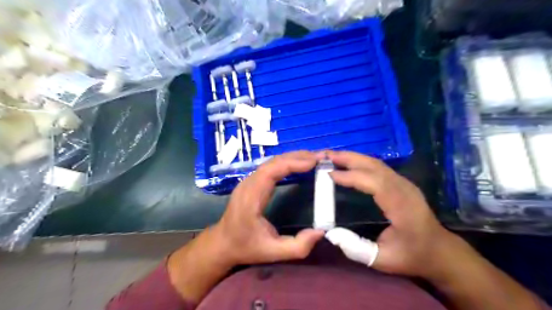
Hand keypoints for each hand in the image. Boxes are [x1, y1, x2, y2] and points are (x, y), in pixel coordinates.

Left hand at [210, 151, 323, 264]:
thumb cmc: (246, 247)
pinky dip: (286, 163)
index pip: (272, 171)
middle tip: (320, 156)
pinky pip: (270, 167)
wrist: (222, 244)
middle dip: (298, 157)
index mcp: (251, 197)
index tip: (314, 161)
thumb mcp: (273, 252)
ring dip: (293, 158)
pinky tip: (298, 164)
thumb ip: (298, 246)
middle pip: (273, 162)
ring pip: (272, 162)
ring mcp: (248, 181)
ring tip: (313, 158)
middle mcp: (248, 184)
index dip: (293, 163)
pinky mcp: (251, 182)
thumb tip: (321, 232)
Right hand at [327, 150, 456, 278]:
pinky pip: (378, 167)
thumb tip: (331, 233)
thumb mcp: (382, 260)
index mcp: (401, 206)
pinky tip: (348, 164)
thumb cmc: (411, 256)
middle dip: (349, 158)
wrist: (439, 251)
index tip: (329, 174)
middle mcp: (404, 189)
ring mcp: (404, 183)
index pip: (375, 183)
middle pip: (375, 166)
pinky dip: (360, 162)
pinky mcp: (401, 183)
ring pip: (376, 163)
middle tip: (325, 156)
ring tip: (332, 157)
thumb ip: (356, 248)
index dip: (351, 176)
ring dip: (353, 158)